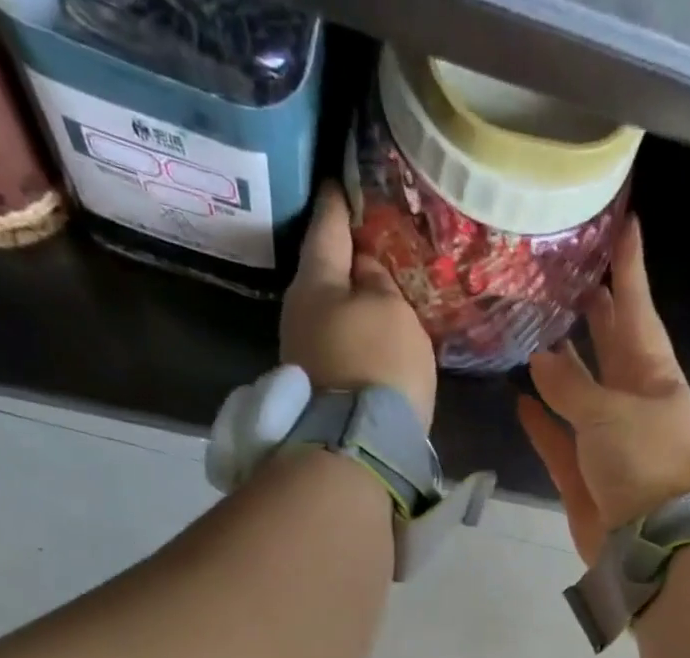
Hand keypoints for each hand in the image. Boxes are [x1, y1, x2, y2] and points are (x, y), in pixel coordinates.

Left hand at [281, 184, 437, 430]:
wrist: (358, 442)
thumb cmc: (377, 362)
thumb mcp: (390, 309)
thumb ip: (379, 282)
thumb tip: (365, 270)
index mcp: (315, 281)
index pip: (326, 228)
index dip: (336, 204)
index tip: (338, 183)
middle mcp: (298, 312)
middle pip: (323, 275)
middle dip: (342, 261)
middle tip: (365, 244)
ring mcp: (303, 354)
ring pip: (329, 313)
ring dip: (349, 304)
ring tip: (374, 295)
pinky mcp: (317, 389)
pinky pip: (337, 347)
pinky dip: (352, 336)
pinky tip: (369, 338)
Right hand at [519, 217, 689, 563]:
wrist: (649, 544)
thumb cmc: (643, 465)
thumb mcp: (609, 414)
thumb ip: (571, 386)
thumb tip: (543, 358)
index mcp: (656, 379)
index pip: (639, 312)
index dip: (629, 271)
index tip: (624, 225)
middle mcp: (635, 405)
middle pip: (612, 350)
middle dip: (595, 314)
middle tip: (568, 275)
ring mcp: (610, 443)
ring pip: (581, 395)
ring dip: (562, 367)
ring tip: (536, 330)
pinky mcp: (585, 478)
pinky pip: (560, 441)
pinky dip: (543, 422)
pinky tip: (520, 399)